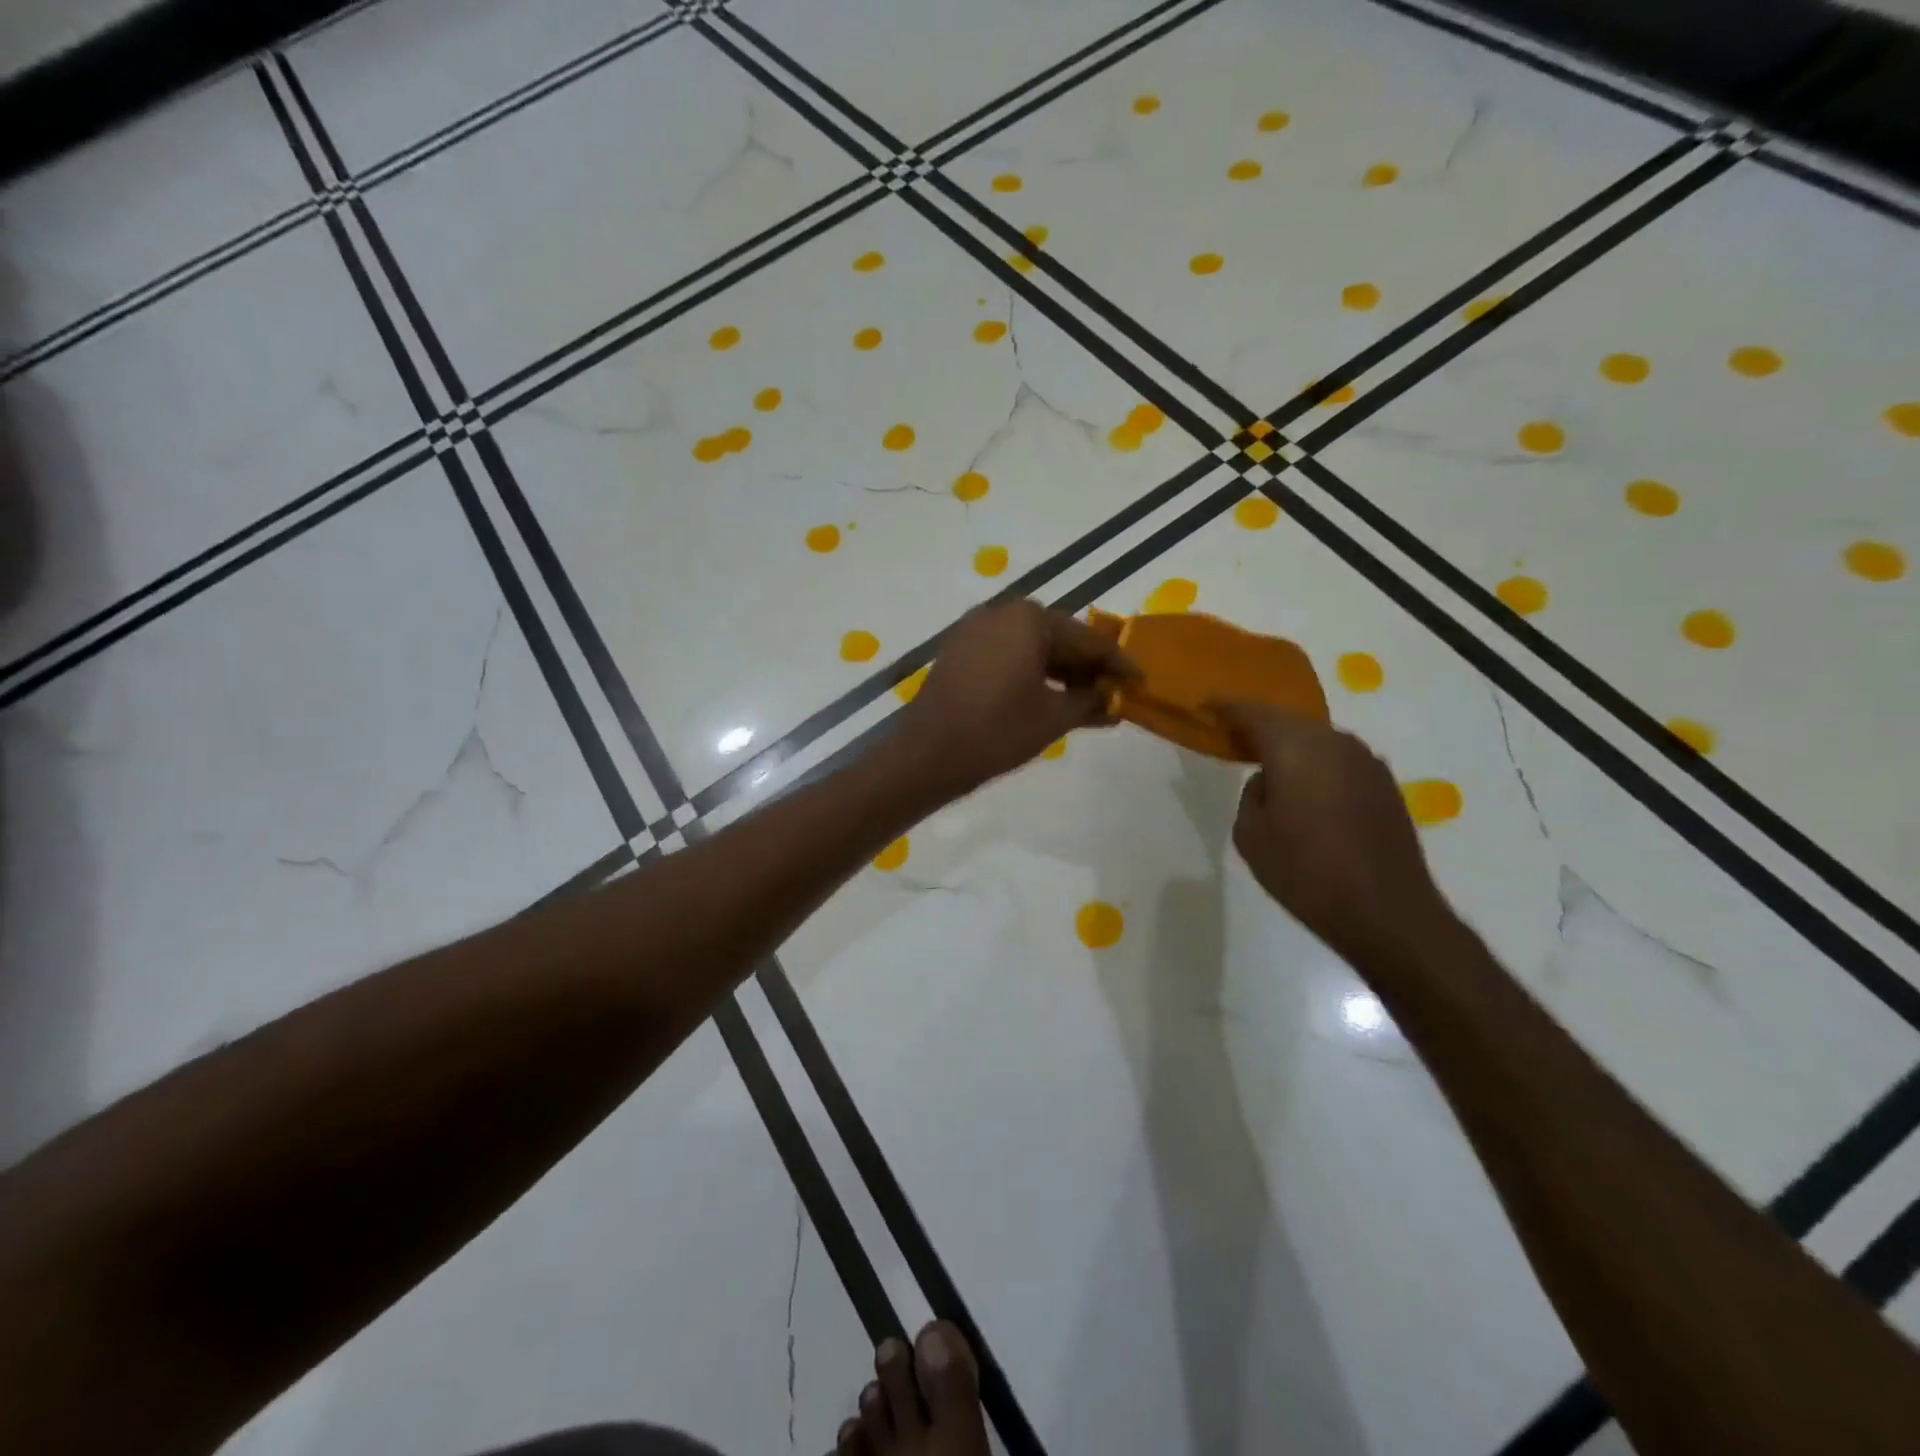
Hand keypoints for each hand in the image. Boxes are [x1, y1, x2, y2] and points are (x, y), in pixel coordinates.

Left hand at [898, 601, 1136, 798]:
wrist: (927, 754)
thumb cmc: (997, 731)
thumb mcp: (1054, 717)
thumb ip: (1090, 701)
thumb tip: (1113, 698)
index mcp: (1029, 619)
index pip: (1087, 640)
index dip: (1117, 664)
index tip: (1140, 682)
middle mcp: (1001, 612)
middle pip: (1058, 637)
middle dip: (1086, 667)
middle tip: (1112, 694)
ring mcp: (974, 630)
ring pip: (1030, 646)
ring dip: (1058, 672)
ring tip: (1084, 702)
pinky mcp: (958, 650)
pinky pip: (1005, 654)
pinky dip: (1029, 673)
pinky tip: (1046, 697)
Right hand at [1217, 703, 1455, 959]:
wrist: (1386, 911)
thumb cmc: (1306, 873)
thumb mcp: (1251, 836)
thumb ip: (1252, 795)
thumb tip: (1269, 780)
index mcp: (1294, 748)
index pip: (1253, 713)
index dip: (1227, 708)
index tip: (1207, 706)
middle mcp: (1333, 742)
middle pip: (1288, 720)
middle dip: (1260, 723)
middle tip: (1234, 733)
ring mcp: (1365, 760)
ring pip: (1317, 737)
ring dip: (1291, 742)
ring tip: (1269, 759)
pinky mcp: (1383, 783)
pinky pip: (1338, 757)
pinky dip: (1316, 761)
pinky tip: (1306, 784)